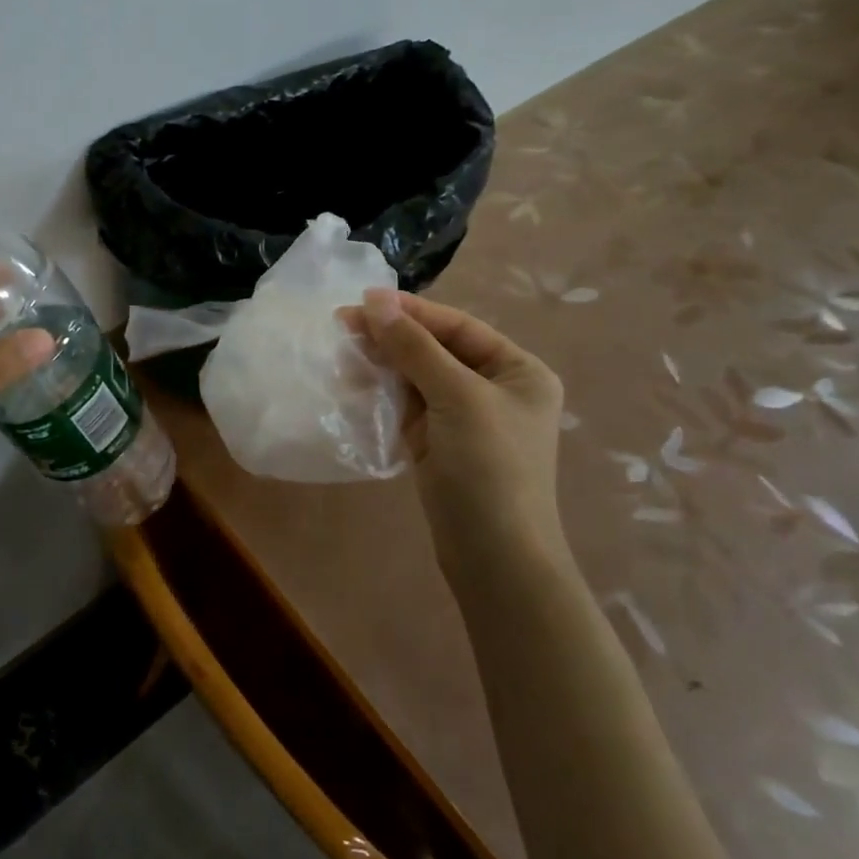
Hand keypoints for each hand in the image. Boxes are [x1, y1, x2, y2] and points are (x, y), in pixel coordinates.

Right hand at [356, 289, 571, 580]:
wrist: (495, 559)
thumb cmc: (489, 468)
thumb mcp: (457, 397)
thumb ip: (414, 347)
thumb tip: (375, 300)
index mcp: (517, 370)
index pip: (457, 327)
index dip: (410, 311)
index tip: (363, 300)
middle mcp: (494, 388)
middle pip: (434, 349)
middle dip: (390, 337)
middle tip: (341, 324)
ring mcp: (465, 418)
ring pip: (415, 377)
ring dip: (380, 364)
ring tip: (342, 355)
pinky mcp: (439, 444)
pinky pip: (406, 405)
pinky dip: (381, 393)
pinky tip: (352, 384)